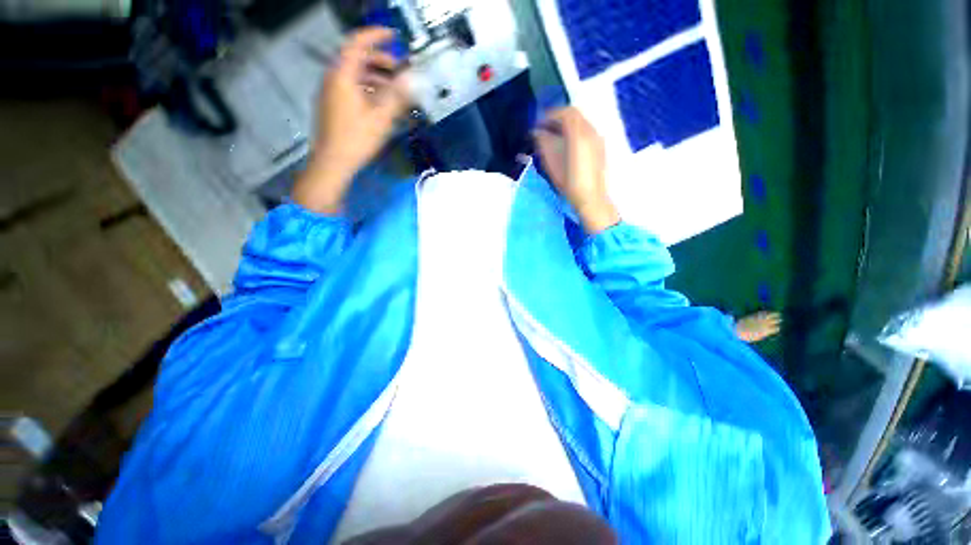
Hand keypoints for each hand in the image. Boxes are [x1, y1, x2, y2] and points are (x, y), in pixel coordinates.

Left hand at [293, 27, 408, 213]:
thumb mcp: (381, 117)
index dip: (376, 36)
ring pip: (355, 76)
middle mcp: (334, 78)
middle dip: (380, 61)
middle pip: (357, 59)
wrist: (332, 162)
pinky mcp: (333, 106)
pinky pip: (352, 89)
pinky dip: (368, 90)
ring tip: (395, 90)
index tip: (394, 36)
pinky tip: (382, 104)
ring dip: (376, 78)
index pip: (358, 44)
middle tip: (400, 71)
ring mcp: (331, 92)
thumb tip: (413, 79)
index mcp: (343, 75)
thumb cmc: (356, 139)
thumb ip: (397, 96)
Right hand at [533, 107, 619, 233]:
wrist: (591, 198)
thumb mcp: (552, 164)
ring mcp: (597, 138)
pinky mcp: (599, 147)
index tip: (538, 124)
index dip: (549, 115)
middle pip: (574, 114)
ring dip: (566, 124)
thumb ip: (544, 143)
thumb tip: (536, 132)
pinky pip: (586, 130)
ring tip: (553, 136)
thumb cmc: (569, 183)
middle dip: (558, 117)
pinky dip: (574, 131)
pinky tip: (566, 144)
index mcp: (579, 133)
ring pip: (581, 122)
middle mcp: (591, 131)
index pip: (565, 113)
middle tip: (544, 128)